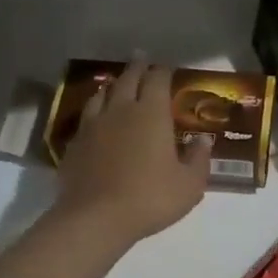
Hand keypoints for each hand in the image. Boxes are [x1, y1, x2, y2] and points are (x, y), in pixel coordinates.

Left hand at [55, 60, 210, 247]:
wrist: (95, 219)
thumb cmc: (150, 198)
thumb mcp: (189, 185)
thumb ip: (199, 159)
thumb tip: (203, 140)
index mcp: (151, 113)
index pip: (157, 79)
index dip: (163, 70)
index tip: (167, 67)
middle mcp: (121, 110)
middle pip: (128, 79)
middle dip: (137, 67)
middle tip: (141, 58)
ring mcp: (93, 125)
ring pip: (102, 95)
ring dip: (113, 86)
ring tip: (117, 84)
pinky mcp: (74, 144)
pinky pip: (86, 119)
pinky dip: (95, 112)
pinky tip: (96, 121)